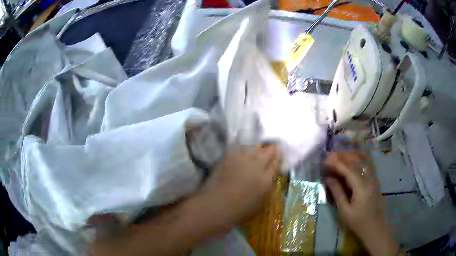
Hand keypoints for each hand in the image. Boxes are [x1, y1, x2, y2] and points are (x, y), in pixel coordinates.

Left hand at [199, 144, 281, 224]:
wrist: (215, 206)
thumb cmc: (238, 211)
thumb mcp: (259, 203)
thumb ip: (265, 188)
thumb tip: (267, 177)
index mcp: (266, 181)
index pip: (276, 164)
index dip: (278, 156)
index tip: (279, 151)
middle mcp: (256, 167)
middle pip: (267, 152)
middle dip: (271, 148)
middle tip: (271, 147)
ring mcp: (242, 160)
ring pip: (254, 147)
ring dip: (258, 146)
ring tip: (258, 146)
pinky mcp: (228, 157)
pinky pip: (238, 146)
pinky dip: (242, 145)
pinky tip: (242, 144)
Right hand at [323, 152, 399, 255]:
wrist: (374, 227)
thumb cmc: (358, 222)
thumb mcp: (344, 211)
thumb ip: (337, 193)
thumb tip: (328, 178)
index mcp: (361, 187)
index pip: (348, 169)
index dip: (336, 163)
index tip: (325, 159)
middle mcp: (369, 178)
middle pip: (357, 160)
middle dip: (343, 155)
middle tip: (330, 155)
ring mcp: (374, 177)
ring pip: (364, 159)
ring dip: (351, 154)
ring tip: (340, 155)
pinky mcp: (375, 179)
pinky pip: (367, 163)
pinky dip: (358, 158)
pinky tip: (352, 160)